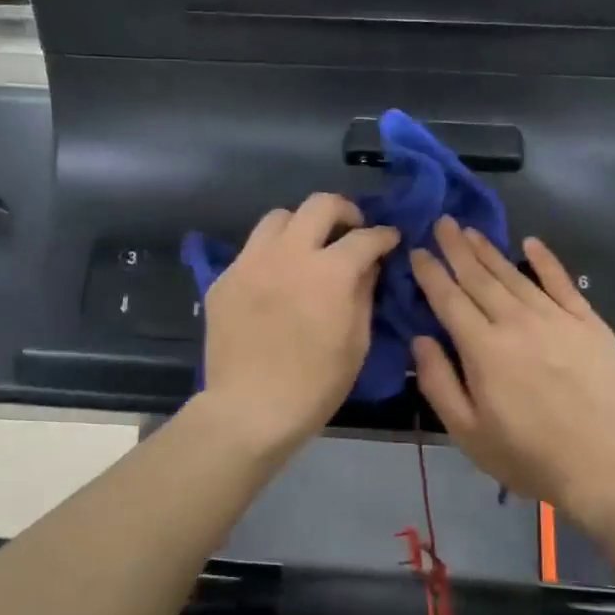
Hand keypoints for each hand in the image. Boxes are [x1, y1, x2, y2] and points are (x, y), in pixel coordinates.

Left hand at [200, 194, 400, 450]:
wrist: (249, 409)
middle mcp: (289, 254)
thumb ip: (364, 294)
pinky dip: (271, 255)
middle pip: (319, 205)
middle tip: (351, 230)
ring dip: (301, 225)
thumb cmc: (315, 385)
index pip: (365, 237)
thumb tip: (368, 267)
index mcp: (329, 272)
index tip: (389, 240)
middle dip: (344, 211)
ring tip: (308, 247)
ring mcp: (251, 262)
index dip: (384, 235)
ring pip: (278, 218)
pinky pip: (251, 250)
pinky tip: (275, 280)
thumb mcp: (356, 343)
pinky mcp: (225, 279)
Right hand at [409, 219, 614, 528]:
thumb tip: (421, 340)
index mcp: (483, 348)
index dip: (431, 273)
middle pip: (480, 278)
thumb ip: (438, 382)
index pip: (449, 299)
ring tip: (471, 230)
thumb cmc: (527, 455)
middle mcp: (517, 322)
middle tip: (442, 222)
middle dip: (457, 248)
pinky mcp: (589, 324)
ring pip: (515, 275)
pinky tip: (531, 243)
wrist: (604, 466)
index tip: (417, 251)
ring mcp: (557, 319)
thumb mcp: (466, 432)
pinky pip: (563, 283)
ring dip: (490, 251)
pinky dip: (546, 261)